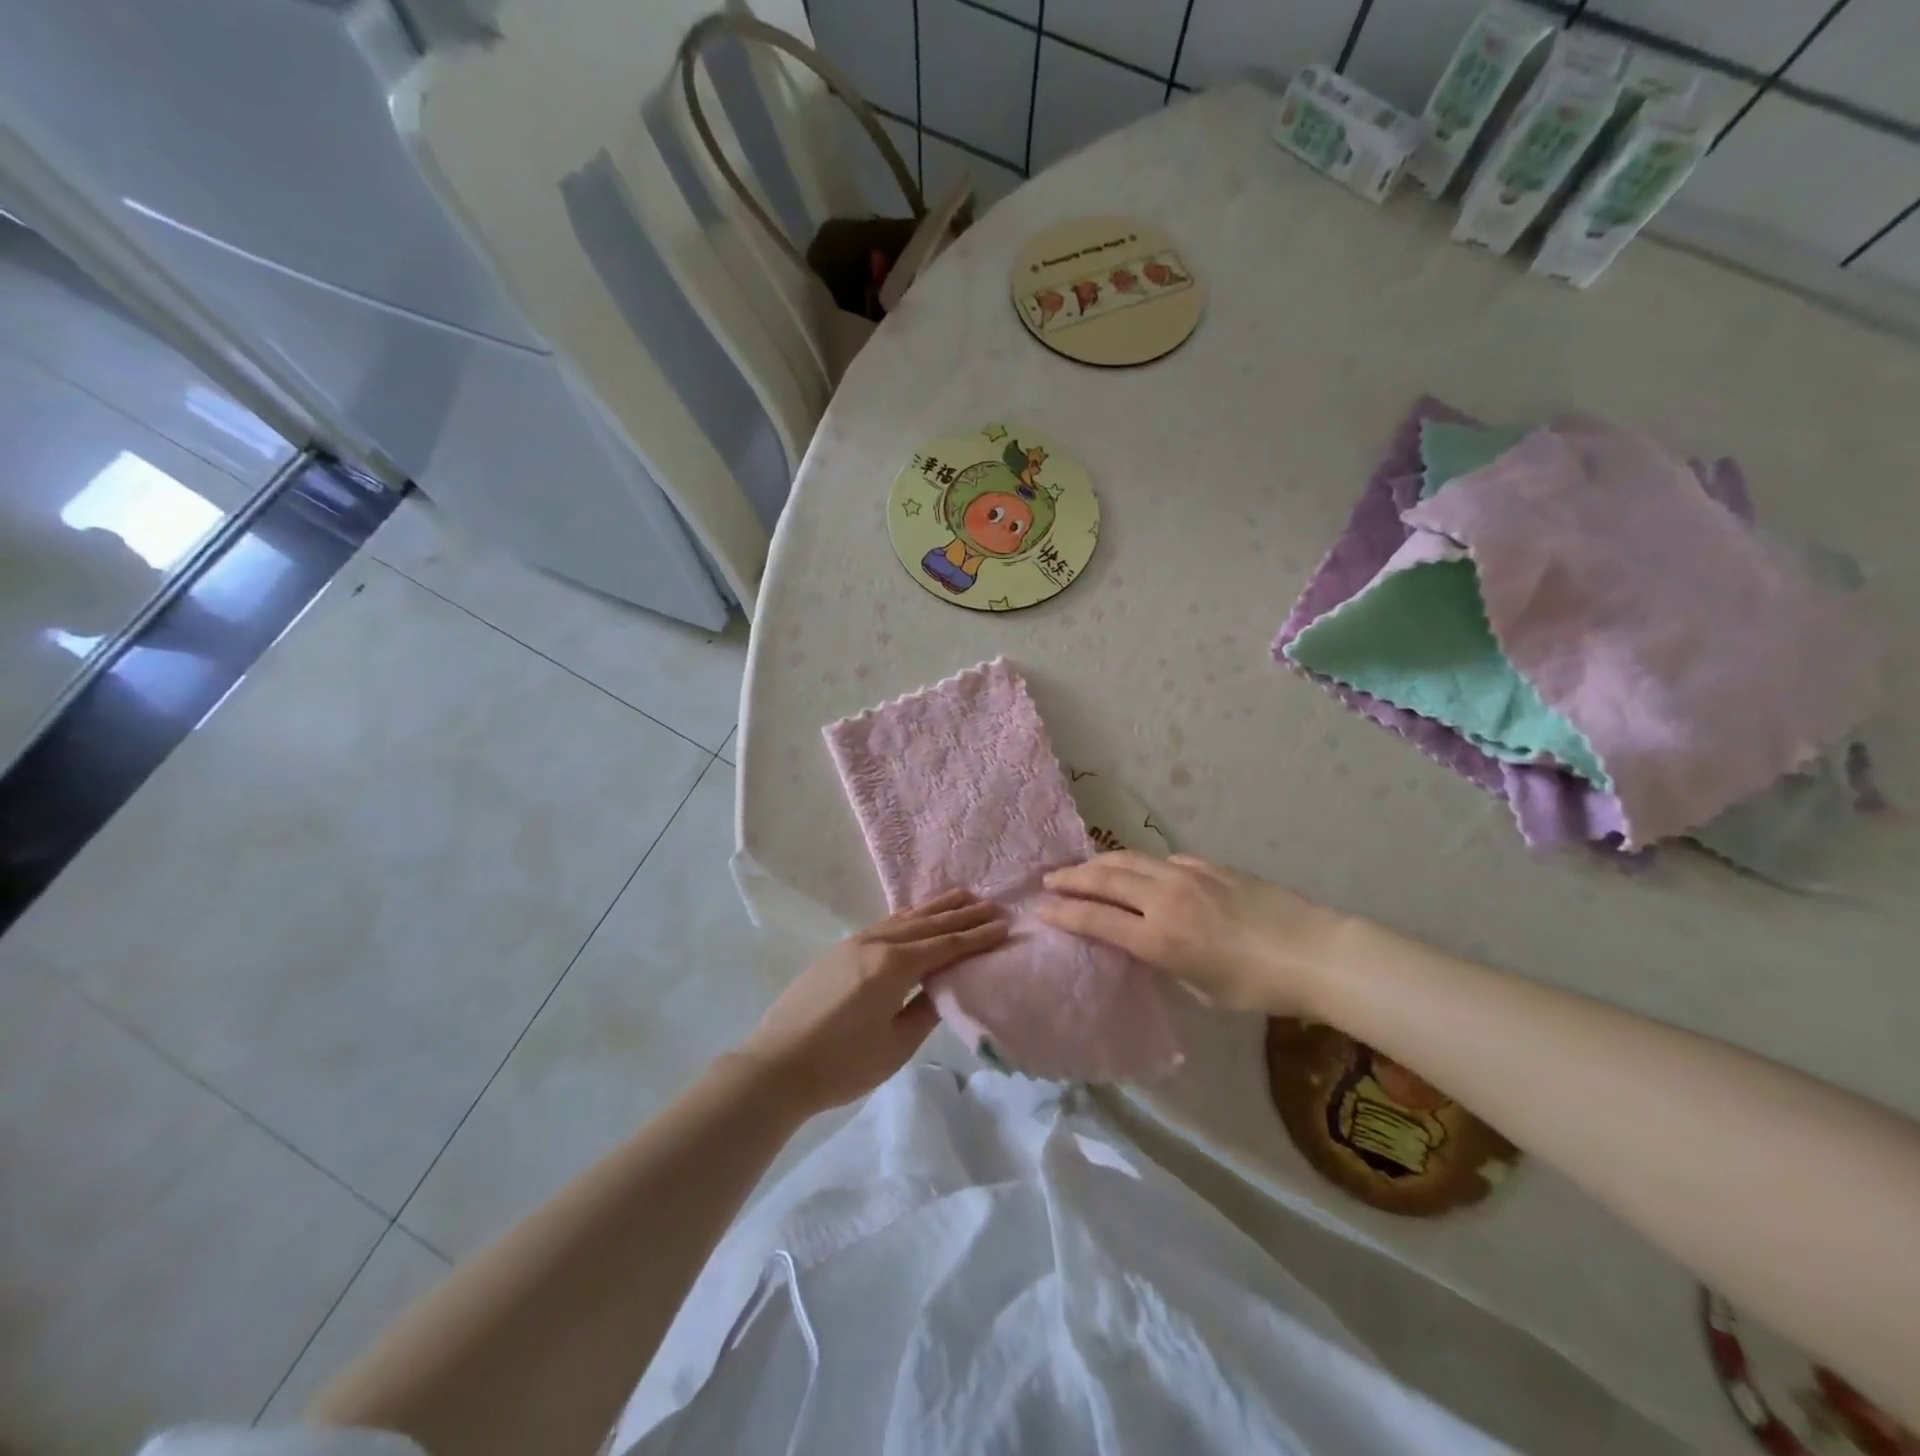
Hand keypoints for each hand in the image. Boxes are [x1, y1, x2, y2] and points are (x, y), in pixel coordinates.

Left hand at [736, 889, 1007, 1113]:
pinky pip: (885, 924)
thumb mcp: (895, 1045)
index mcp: (893, 966)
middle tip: (991, 904)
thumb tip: (944, 987)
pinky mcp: (840, 951)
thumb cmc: (841, 1064)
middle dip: (961, 915)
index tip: (1003, 925)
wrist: (776, 1066)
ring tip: (962, 895)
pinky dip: (908, 916)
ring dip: (935, 908)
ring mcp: (855, 944)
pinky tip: (915, 914)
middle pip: (927, 924)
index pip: (945, 945)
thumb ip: (925, 1011)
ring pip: (904, 919)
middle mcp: (876, 944)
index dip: (976, 937)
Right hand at [1037, 852, 1345, 1015]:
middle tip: (1049, 879)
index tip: (1039, 908)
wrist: (1315, 952)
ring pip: (1129, 859)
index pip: (1096, 919)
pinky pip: (1163, 859)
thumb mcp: (1202, 988)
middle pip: (1104, 879)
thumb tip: (1147, 944)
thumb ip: (1166, 962)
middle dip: (1071, 878)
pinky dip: (1140, 864)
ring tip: (1081, 867)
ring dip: (1099, 862)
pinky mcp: (1208, 865)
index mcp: (1160, 939)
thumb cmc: (1259, 987)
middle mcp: (1165, 900)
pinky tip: (1139, 870)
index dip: (1063, 913)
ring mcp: (1187, 876)